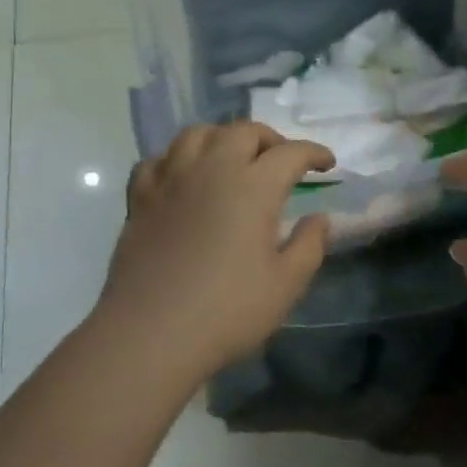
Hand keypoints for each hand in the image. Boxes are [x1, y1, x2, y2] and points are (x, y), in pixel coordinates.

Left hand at [93, 123, 333, 375]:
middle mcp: (212, 170)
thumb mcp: (286, 284)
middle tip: (281, 161)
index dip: (313, 153)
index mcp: (253, 186)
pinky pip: (158, 160)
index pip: (290, 153)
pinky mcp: (140, 199)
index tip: (327, 164)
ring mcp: (171, 181)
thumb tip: (319, 218)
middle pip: (243, 131)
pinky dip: (177, 159)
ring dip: (223, 138)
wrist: (150, 335)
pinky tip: (184, 178)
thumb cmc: (227, 311)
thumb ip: (309, 245)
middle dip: (269, 139)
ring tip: (233, 159)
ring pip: (197, 134)